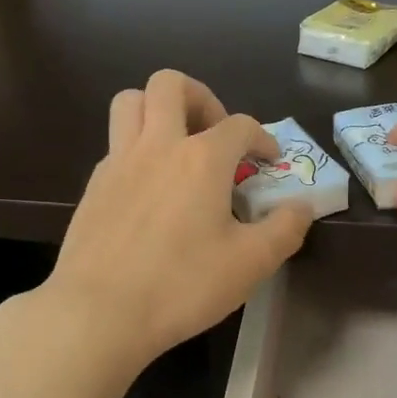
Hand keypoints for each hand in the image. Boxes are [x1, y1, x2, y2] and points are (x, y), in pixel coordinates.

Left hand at [40, 70, 312, 365]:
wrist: (99, 312)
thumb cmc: (181, 285)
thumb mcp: (250, 264)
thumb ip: (285, 229)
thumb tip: (302, 206)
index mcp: (201, 159)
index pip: (240, 125)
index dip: (262, 138)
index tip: (269, 161)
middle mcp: (157, 145)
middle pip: (170, 85)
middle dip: (200, 97)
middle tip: (214, 134)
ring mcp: (118, 162)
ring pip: (130, 102)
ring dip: (157, 109)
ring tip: (177, 145)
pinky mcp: (94, 185)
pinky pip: (115, 143)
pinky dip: (137, 149)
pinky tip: (149, 188)